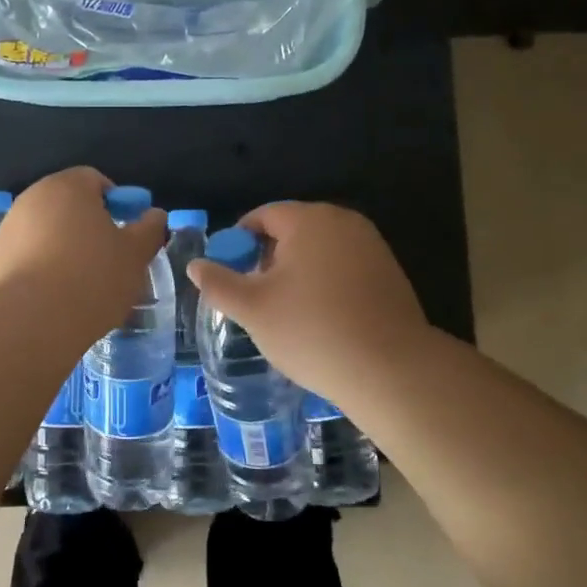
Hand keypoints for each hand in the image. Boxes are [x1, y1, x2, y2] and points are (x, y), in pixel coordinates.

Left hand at [0, 167, 166, 321]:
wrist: (32, 321)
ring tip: (81, 283)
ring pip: (46, 230)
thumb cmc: (93, 277)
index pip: (95, 179)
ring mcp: (9, 228)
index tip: (125, 232)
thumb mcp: (135, 255)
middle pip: (67, 204)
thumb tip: (154, 215)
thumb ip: (149, 229)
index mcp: (68, 187)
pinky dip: (41, 267)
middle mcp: (33, 198)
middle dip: (87, 225)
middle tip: (108, 258)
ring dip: (63, 247)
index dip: (115, 202)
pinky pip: (26, 255)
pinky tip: (54, 296)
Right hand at [187, 201, 433, 401]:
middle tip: (257, 297)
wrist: (391, 369)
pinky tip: (323, 318)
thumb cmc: (312, 331)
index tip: (232, 275)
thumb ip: (218, 283)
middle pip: (293, 230)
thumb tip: (196, 265)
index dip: (239, 242)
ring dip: (299, 271)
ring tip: (288, 311)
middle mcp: (342, 221)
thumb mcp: (252, 309)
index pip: (262, 216)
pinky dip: (327, 283)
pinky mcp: (390, 271)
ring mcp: (371, 245)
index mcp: (307, 219)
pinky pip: (345, 266)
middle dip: (269, 258)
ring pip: (320, 249)